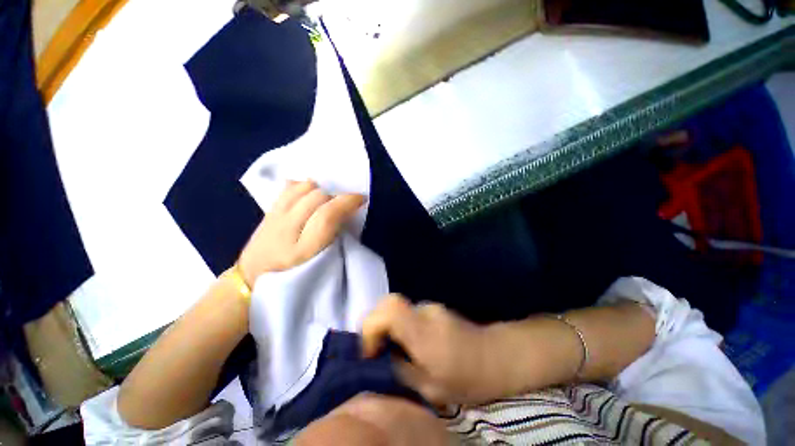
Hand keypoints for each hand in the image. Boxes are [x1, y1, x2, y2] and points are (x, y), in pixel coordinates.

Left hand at [237, 180, 363, 285]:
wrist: (252, 278)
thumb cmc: (293, 278)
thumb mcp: (320, 266)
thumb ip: (335, 242)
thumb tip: (347, 216)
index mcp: (303, 248)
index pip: (327, 214)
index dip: (347, 202)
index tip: (361, 199)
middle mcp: (287, 227)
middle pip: (316, 196)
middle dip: (336, 196)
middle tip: (344, 206)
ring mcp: (274, 215)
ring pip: (301, 187)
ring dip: (320, 189)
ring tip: (327, 200)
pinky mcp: (268, 210)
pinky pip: (287, 187)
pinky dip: (302, 185)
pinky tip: (309, 194)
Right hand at [361, 295, 507, 405]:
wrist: (496, 356)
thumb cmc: (468, 378)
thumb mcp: (430, 388)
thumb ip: (401, 370)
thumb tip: (381, 358)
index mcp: (424, 332)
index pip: (390, 309)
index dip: (372, 326)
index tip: (370, 350)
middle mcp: (424, 311)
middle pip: (388, 303)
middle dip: (375, 325)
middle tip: (377, 350)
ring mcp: (430, 306)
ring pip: (397, 309)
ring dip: (389, 326)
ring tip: (396, 350)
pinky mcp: (433, 308)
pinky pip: (408, 313)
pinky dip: (401, 325)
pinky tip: (412, 344)